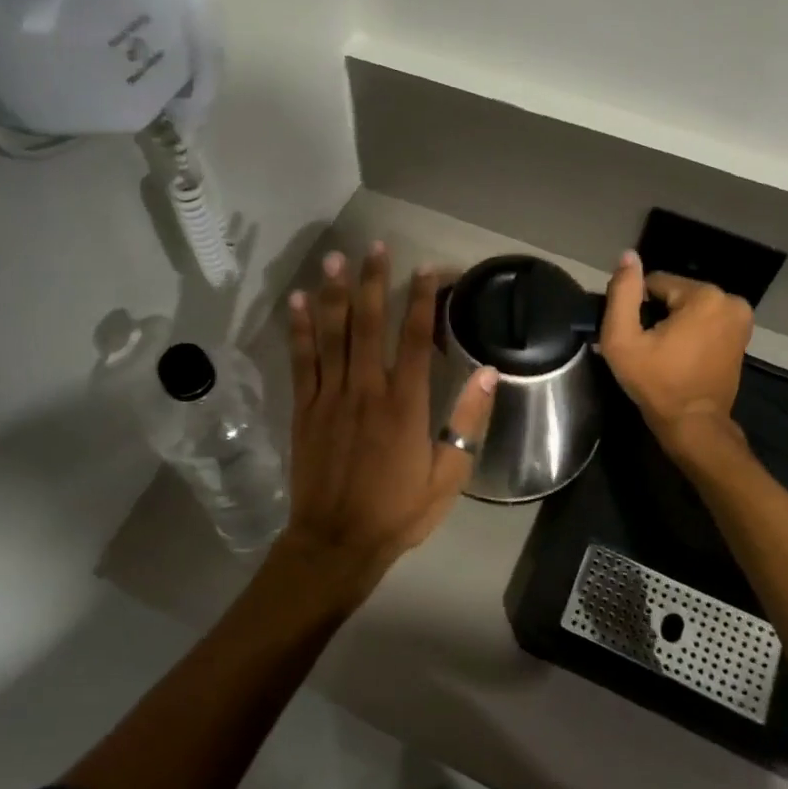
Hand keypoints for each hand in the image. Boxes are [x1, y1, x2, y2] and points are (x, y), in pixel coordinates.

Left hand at [277, 242, 497, 600]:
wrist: (336, 542)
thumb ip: (467, 421)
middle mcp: (365, 390)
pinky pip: (301, 360)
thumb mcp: (448, 476)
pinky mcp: (304, 408)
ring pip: (332, 334)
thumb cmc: (398, 512)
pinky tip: (297, 301)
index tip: (426, 268)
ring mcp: (330, 396)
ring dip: (334, 293)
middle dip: (373, 281)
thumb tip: (489, 373)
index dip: (421, 299)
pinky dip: (300, 329)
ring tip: (334, 258)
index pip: (414, 338)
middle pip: (369, 324)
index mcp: (404, 405)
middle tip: (375, 246)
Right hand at [598, 250, 753, 456]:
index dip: (637, 308)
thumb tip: (628, 256)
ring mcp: (741, 317)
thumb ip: (622, 293)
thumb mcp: (623, 339)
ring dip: (673, 323)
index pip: (654, 282)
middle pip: (674, 293)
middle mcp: (730, 299)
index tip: (635, 336)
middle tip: (647, 347)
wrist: (694, 423)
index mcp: (704, 296)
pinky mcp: (742, 333)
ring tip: (662, 352)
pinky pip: (705, 319)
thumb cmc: (656, 382)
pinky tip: (679, 354)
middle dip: (657, 314)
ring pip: (689, 306)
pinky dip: (690, 330)